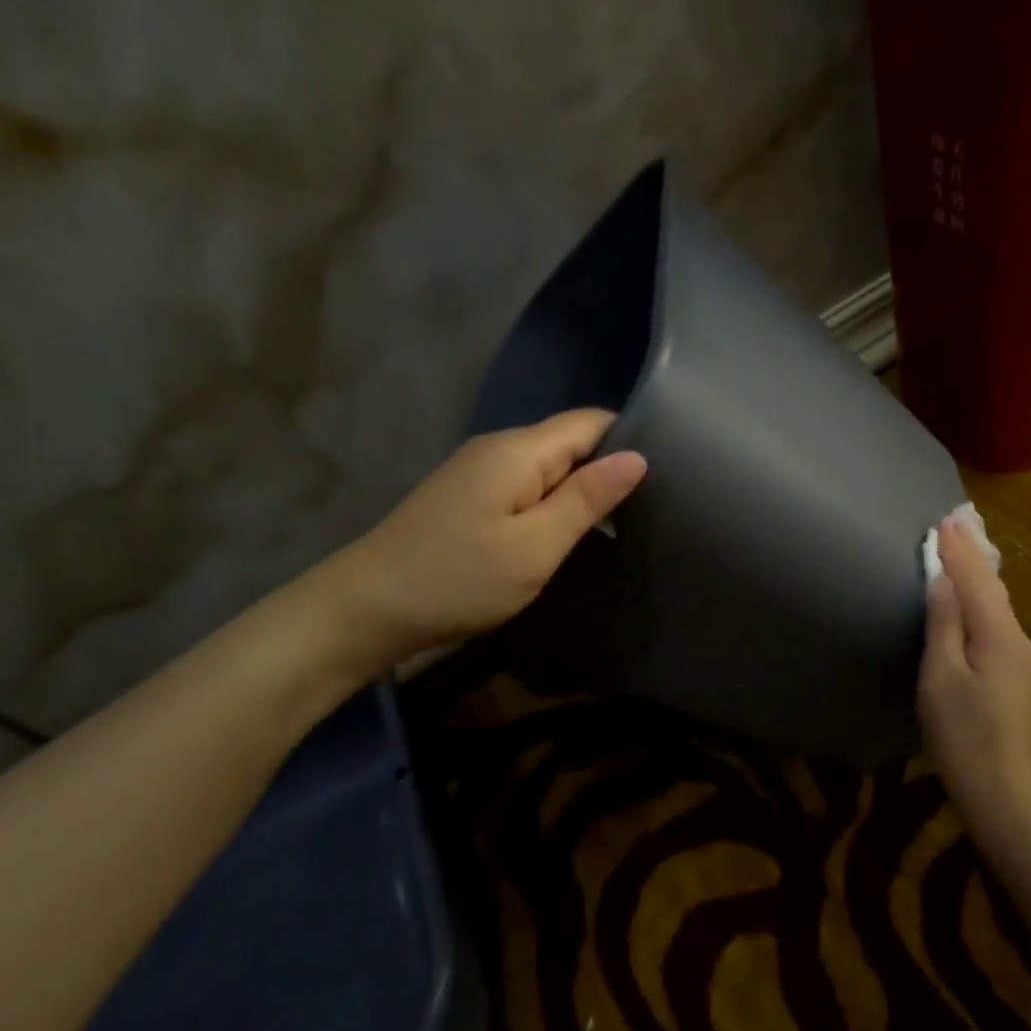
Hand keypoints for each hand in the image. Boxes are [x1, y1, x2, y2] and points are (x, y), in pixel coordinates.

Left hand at [327, 410, 646, 667]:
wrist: (366, 610)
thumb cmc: (459, 580)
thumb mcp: (535, 546)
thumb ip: (587, 498)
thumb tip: (637, 457)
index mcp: (519, 450)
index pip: (591, 421)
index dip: (629, 439)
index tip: (664, 476)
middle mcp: (499, 447)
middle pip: (570, 440)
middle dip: (607, 468)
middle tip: (646, 510)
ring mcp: (478, 470)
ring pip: (549, 465)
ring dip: (580, 489)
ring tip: (616, 524)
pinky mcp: (468, 494)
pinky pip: (526, 484)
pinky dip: (551, 502)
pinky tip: (564, 532)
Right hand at [919, 518, 1030, 828]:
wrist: (1004, 795)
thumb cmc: (962, 734)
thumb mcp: (941, 675)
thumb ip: (944, 623)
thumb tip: (943, 580)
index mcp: (1000, 635)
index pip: (976, 581)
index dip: (957, 551)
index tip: (944, 521)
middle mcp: (1020, 640)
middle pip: (993, 589)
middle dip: (972, 557)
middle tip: (954, 526)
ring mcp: (1024, 661)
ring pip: (998, 607)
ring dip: (978, 578)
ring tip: (963, 553)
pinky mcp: (1019, 679)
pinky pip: (999, 625)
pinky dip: (983, 603)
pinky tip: (975, 600)